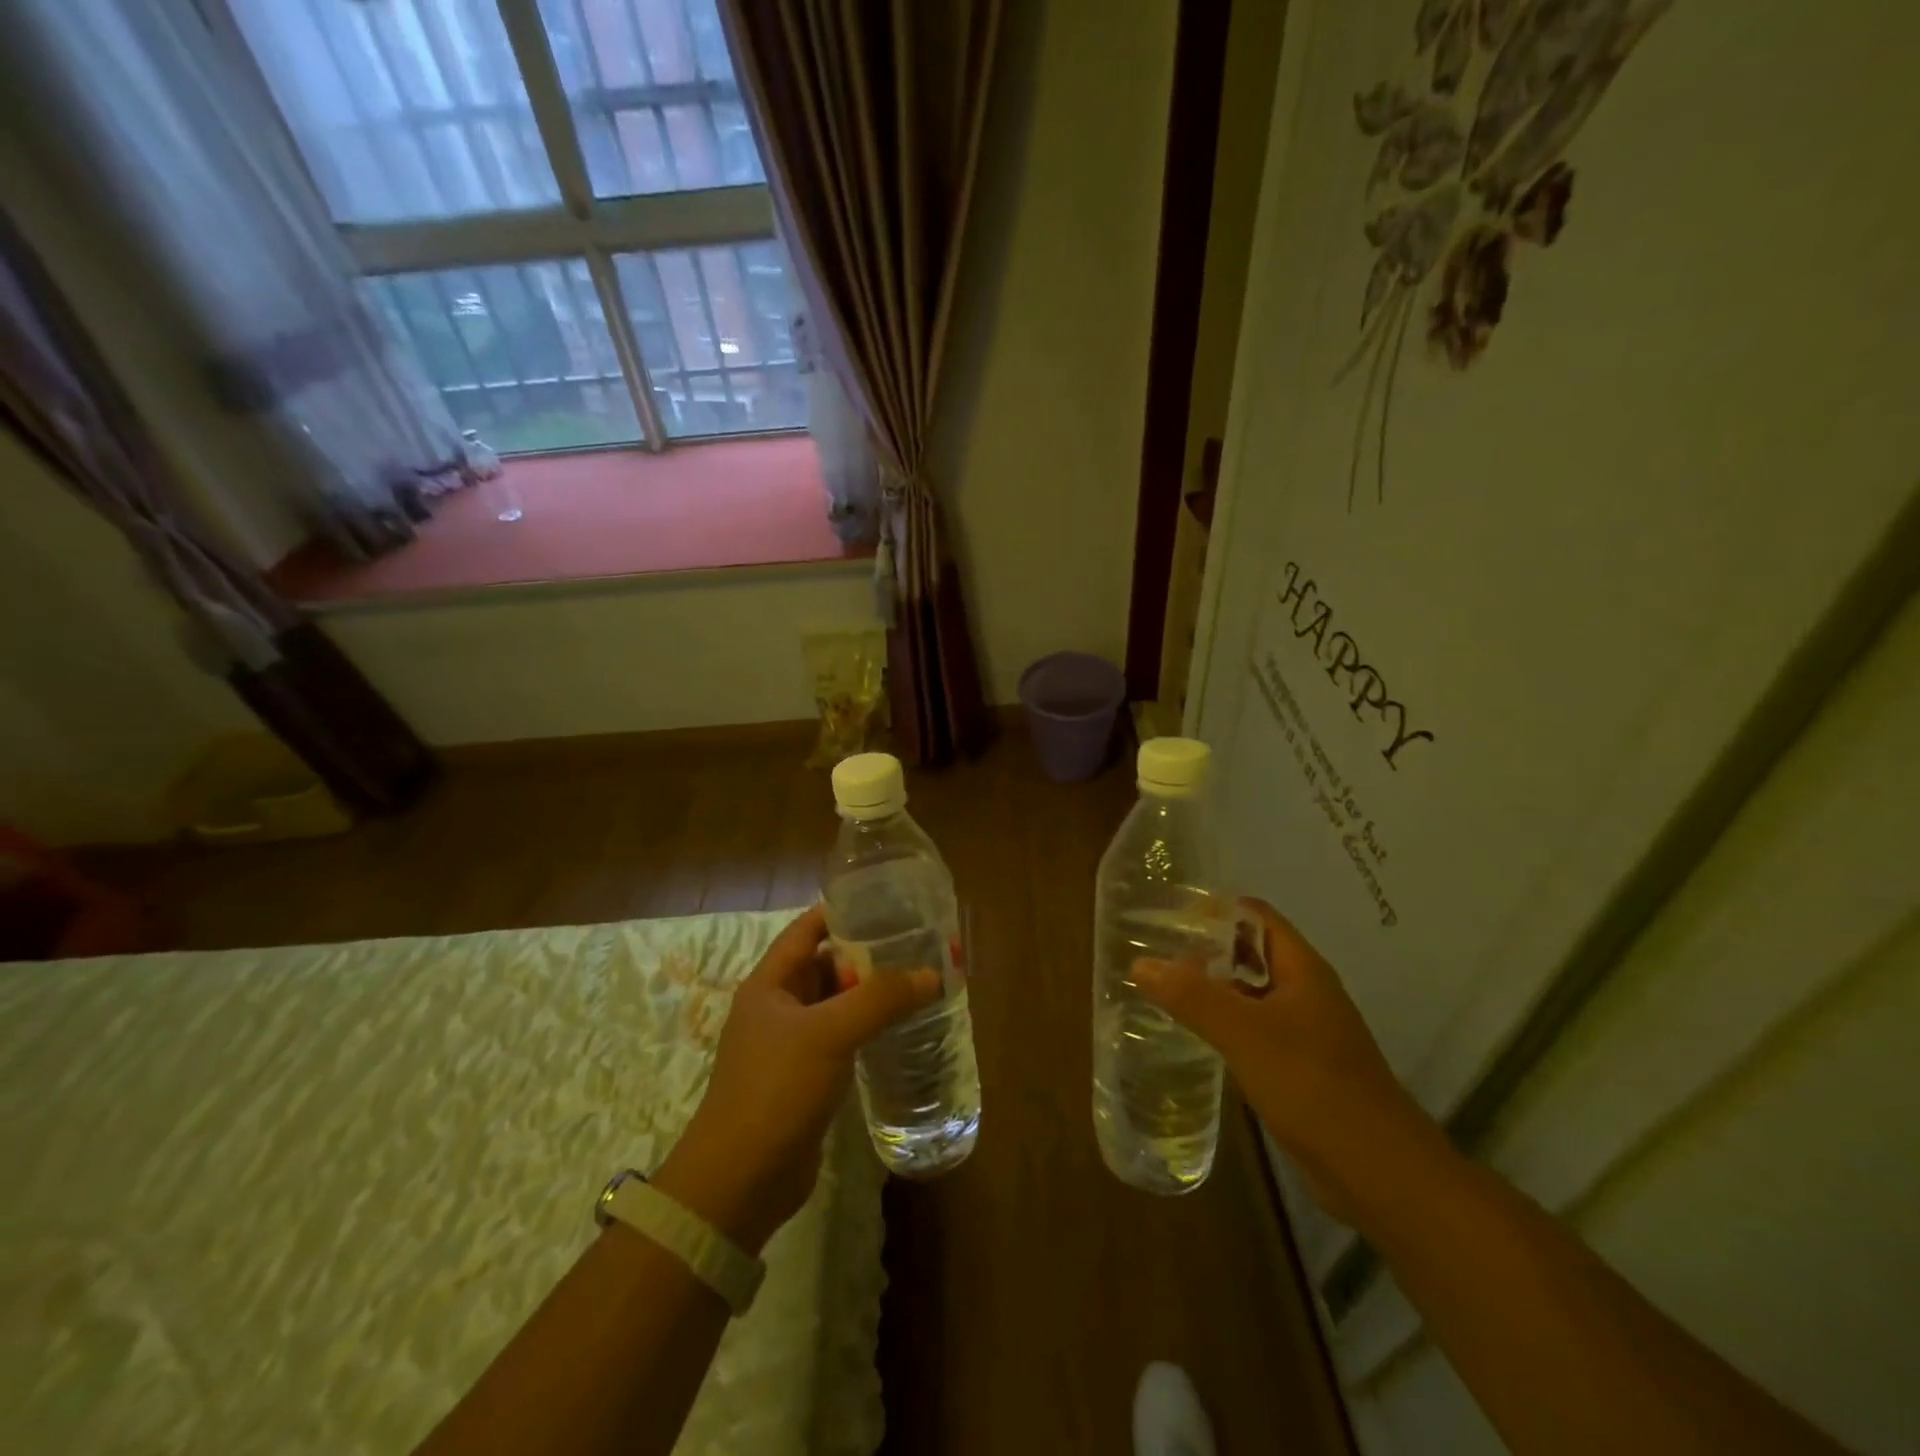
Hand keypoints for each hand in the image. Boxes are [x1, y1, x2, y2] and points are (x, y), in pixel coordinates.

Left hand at [652, 905, 939, 1253]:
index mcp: (770, 983)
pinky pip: (842, 1039)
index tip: (887, 901)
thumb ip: (881, 1000)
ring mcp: (791, 1045)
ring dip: (870, 995)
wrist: (740, 1181)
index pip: (807, 930)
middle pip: (825, 965)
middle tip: (916, 943)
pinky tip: (901, 1029)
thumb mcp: (829, 1033)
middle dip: (866, 954)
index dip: (842, 911)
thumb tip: (932, 975)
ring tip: (918, 981)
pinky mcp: (806, 1078)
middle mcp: (778, 1007)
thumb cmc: (776, 1089)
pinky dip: (867, 1030)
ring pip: (836, 1005)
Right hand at [1134, 896, 1445, 1223]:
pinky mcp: (1299, 1068)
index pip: (1256, 916)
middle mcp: (1305, 992)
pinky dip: (1223, 1024)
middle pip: (1251, 952)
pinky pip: (1254, 1030)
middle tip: (1155, 951)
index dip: (1214, 909)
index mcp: (1302, 969)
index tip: (1168, 915)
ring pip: (1250, 994)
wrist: (1379, 1173)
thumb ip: (1192, 997)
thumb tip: (1140, 963)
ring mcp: (1305, 1032)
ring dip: (1212, 987)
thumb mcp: (1245, 1034)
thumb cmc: (1314, 1086)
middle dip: (1206, 948)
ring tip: (1162, 987)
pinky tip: (1193, 1035)